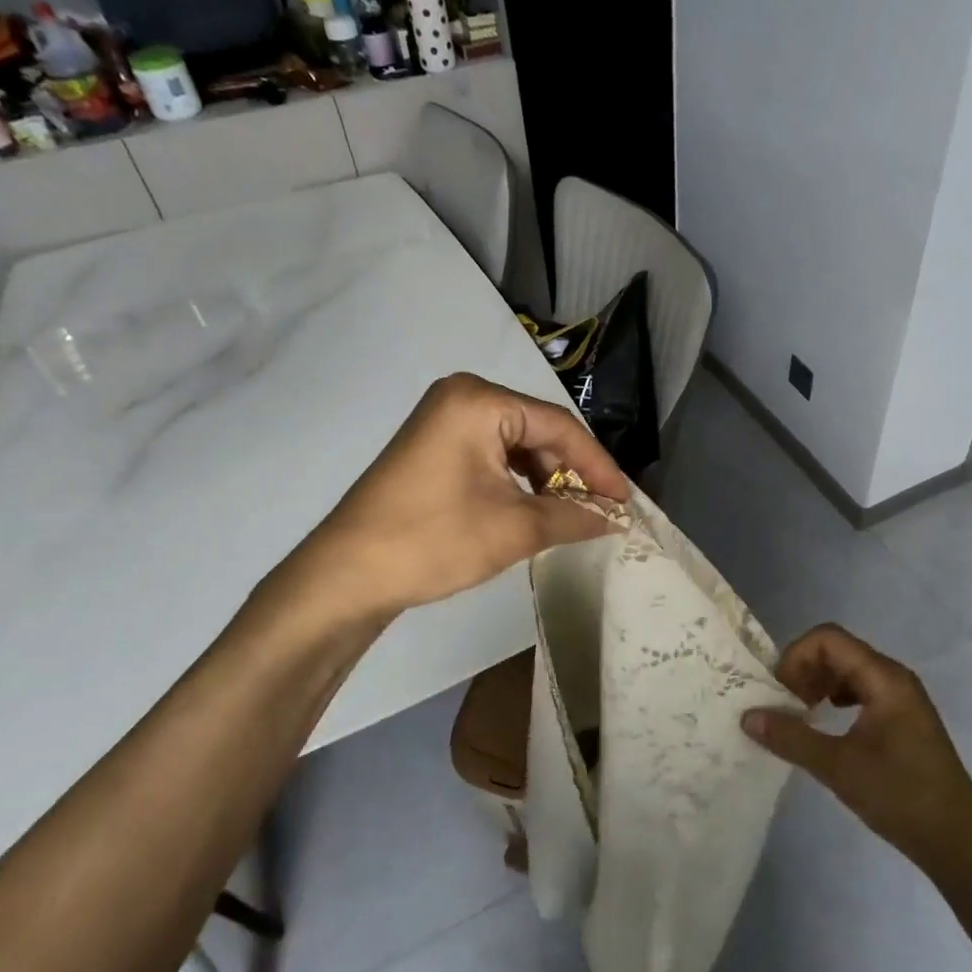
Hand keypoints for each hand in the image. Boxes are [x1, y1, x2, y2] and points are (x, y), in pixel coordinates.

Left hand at [267, 373, 628, 625]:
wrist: (347, 576)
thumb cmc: (434, 541)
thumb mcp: (515, 529)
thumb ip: (573, 517)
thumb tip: (615, 518)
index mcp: (480, 400)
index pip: (559, 426)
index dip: (598, 466)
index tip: (625, 502)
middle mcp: (462, 396)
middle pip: (538, 430)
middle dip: (572, 473)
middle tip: (601, 511)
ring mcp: (443, 419)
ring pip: (517, 444)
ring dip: (547, 479)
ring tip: (572, 515)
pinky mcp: (433, 445)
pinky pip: (492, 454)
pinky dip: (519, 481)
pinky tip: (536, 508)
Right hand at [743, 623, 971, 874]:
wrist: (958, 842)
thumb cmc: (900, 796)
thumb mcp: (838, 767)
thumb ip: (791, 737)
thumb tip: (748, 716)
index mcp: (883, 678)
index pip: (828, 639)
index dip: (796, 656)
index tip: (777, 691)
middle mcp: (893, 678)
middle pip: (837, 650)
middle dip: (803, 670)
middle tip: (782, 705)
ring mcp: (900, 698)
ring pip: (848, 671)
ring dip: (817, 684)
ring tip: (799, 715)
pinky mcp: (901, 720)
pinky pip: (860, 691)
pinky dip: (835, 699)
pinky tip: (825, 725)